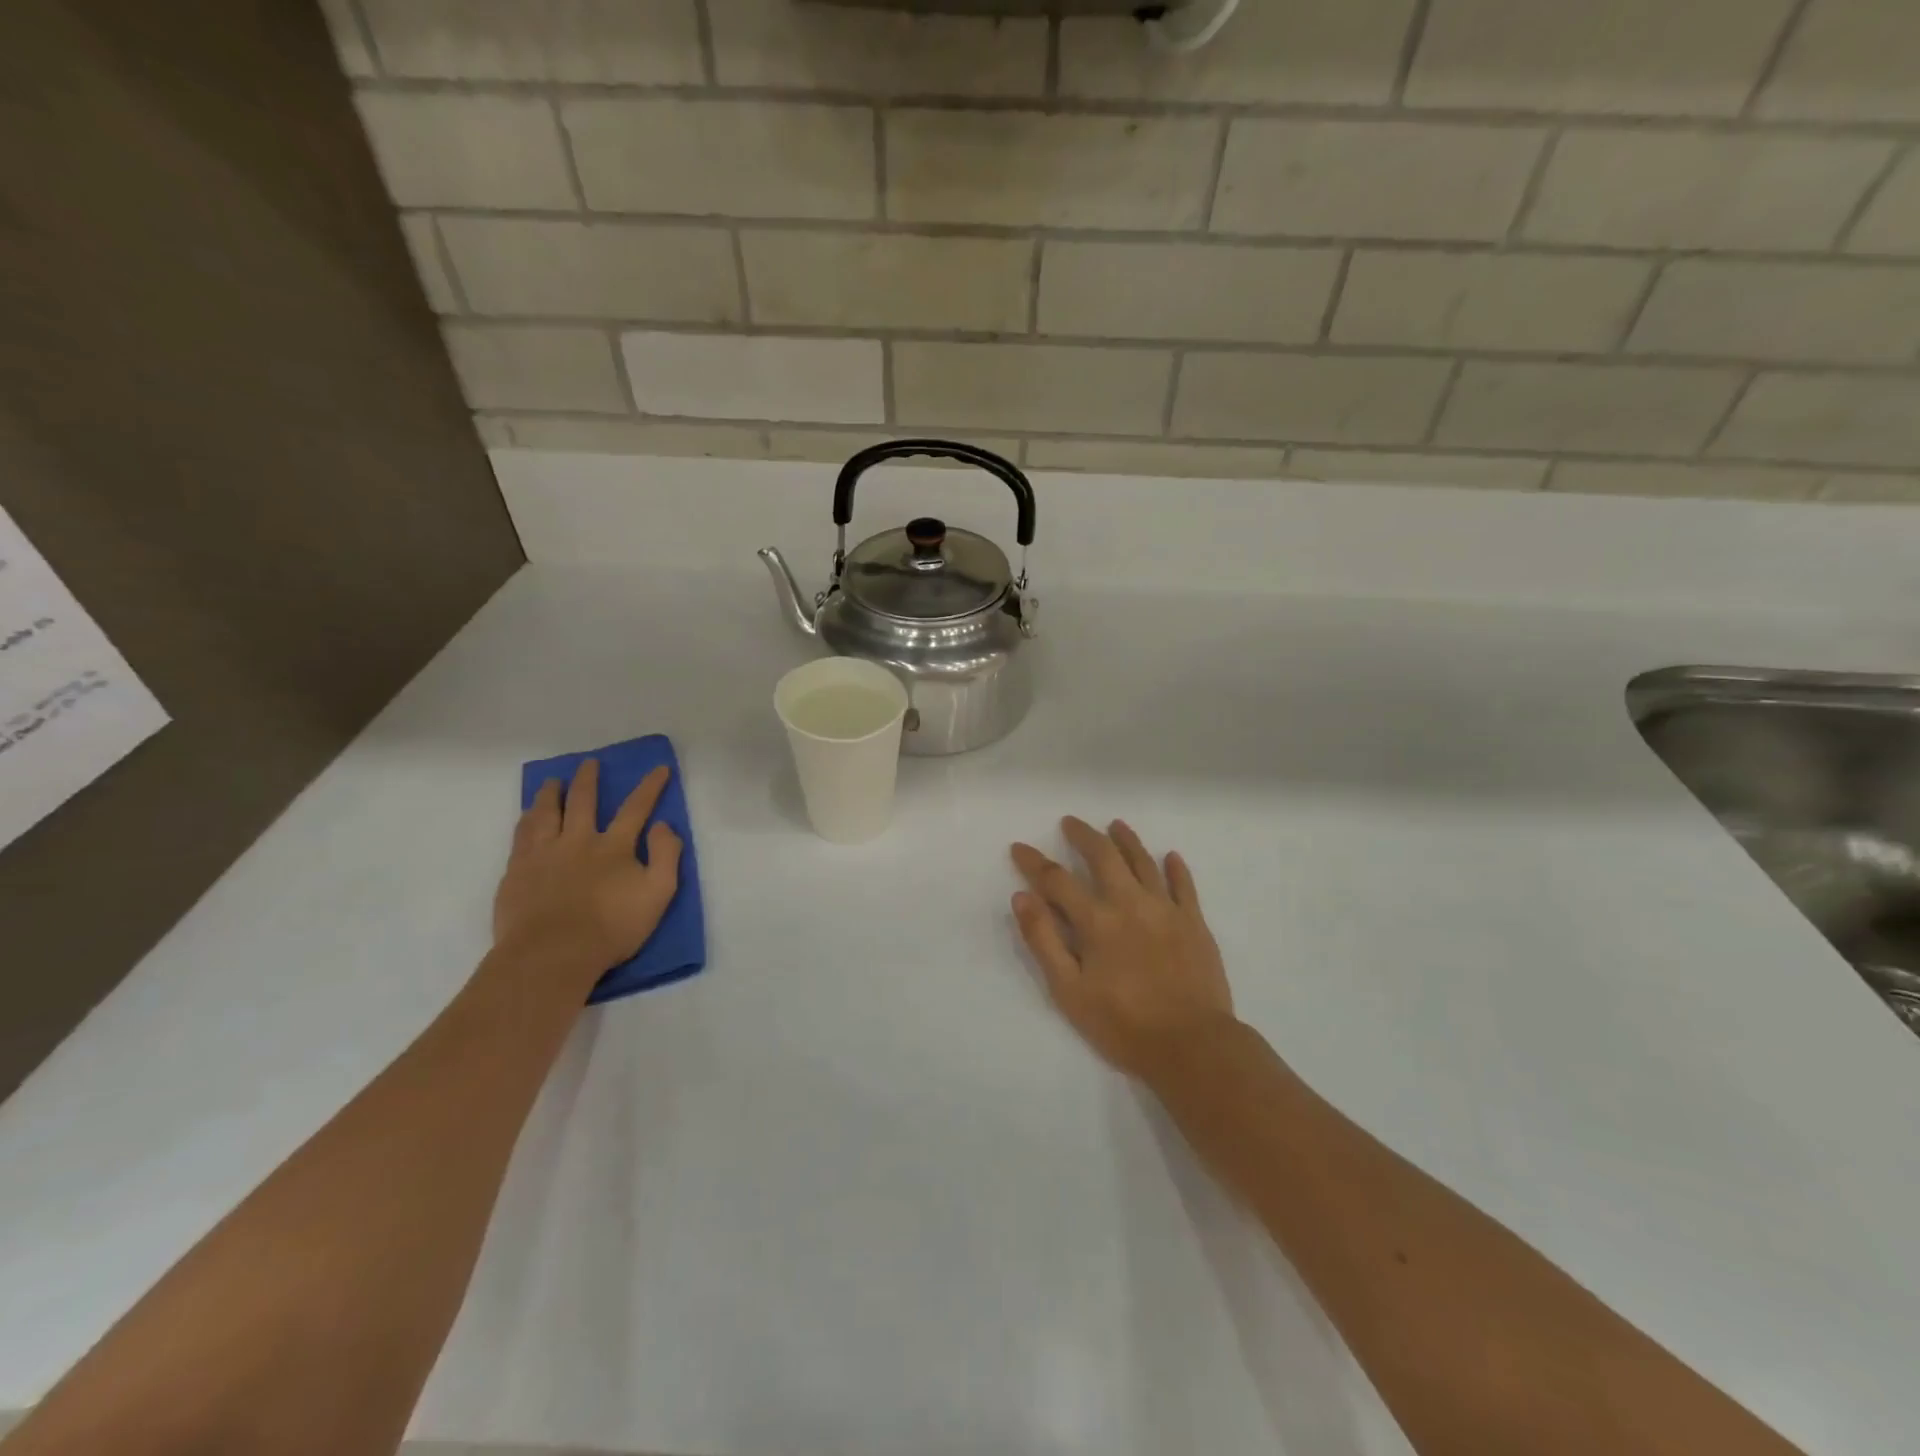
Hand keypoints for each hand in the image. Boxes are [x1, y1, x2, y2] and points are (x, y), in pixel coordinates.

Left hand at [493, 759, 681, 985]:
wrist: (552, 955)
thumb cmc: (611, 928)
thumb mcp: (658, 894)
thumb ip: (667, 855)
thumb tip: (665, 824)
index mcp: (614, 847)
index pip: (636, 808)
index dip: (650, 787)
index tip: (659, 768)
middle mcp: (578, 841)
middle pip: (583, 801)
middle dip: (589, 780)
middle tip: (589, 763)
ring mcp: (544, 854)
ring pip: (547, 813)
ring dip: (552, 793)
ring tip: (553, 782)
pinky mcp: (517, 871)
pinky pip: (521, 835)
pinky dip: (527, 819)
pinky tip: (527, 816)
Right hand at [1011, 817, 1234, 1080]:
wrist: (1192, 1046)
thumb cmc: (1123, 1024)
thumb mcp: (1069, 991)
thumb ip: (1044, 941)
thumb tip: (1022, 897)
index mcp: (1097, 921)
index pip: (1057, 880)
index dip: (1034, 862)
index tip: (1019, 847)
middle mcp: (1130, 903)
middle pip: (1104, 856)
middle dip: (1084, 836)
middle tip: (1070, 822)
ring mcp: (1166, 909)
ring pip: (1143, 862)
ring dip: (1127, 840)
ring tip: (1116, 825)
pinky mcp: (1194, 923)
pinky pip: (1184, 885)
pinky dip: (1175, 868)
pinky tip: (1169, 856)